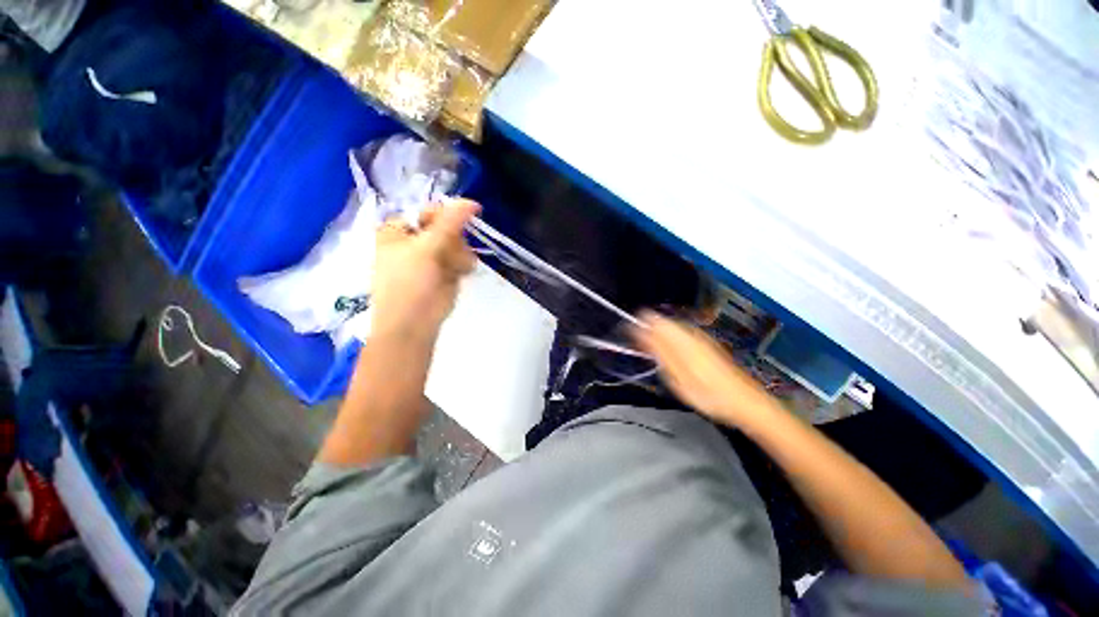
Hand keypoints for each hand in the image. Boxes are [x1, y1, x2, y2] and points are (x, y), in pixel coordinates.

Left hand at [370, 199, 479, 341]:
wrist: (413, 324)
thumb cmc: (409, 283)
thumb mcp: (426, 248)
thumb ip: (449, 223)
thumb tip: (472, 202)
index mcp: (399, 230)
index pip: (429, 211)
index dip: (449, 213)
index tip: (470, 214)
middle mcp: (415, 241)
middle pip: (447, 227)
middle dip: (454, 240)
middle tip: (451, 252)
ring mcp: (432, 257)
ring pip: (457, 244)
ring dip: (460, 254)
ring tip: (454, 269)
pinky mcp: (446, 272)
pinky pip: (462, 259)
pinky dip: (463, 265)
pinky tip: (459, 275)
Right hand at [632, 311, 780, 429]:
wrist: (745, 402)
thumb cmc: (707, 394)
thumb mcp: (676, 377)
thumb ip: (658, 352)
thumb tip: (640, 332)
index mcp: (681, 338)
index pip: (653, 320)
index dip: (638, 325)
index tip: (628, 336)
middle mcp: (690, 332)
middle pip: (663, 321)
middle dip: (648, 330)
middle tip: (639, 347)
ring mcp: (700, 338)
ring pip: (673, 327)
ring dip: (659, 336)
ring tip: (652, 352)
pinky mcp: (707, 345)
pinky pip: (682, 335)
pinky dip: (672, 341)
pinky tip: (672, 355)